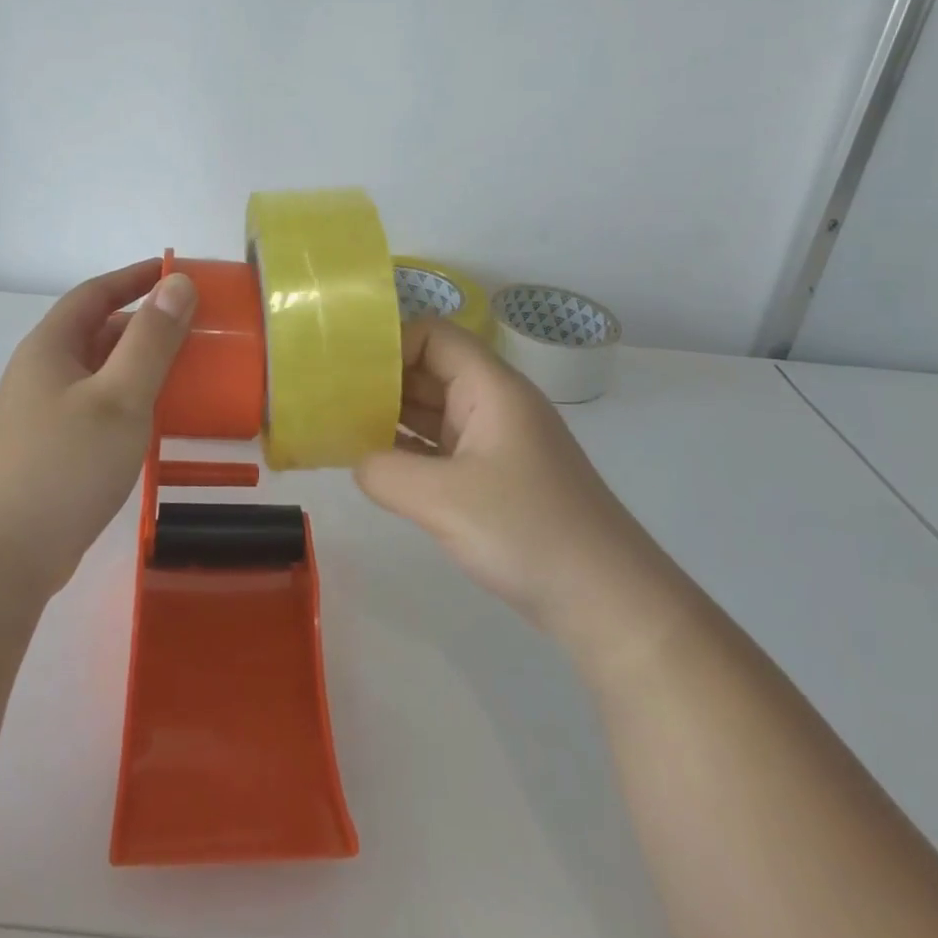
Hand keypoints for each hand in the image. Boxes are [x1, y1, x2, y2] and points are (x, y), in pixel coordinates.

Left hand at [0, 260, 196, 598]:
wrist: (0, 560)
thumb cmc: (63, 466)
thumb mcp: (120, 397)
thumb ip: (152, 339)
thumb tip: (178, 283)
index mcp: (51, 347)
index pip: (95, 293)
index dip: (135, 277)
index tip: (177, 273)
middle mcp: (43, 373)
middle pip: (98, 332)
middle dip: (145, 324)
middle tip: (195, 329)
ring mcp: (43, 415)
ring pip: (100, 373)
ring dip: (140, 366)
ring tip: (187, 372)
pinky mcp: (51, 451)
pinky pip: (98, 408)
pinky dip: (130, 401)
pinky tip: (156, 422)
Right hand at [354, 319, 643, 636]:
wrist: (608, 601)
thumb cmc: (529, 532)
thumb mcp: (444, 501)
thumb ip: (385, 473)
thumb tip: (359, 462)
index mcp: (491, 388)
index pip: (434, 336)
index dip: (389, 344)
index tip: (346, 371)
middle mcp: (494, 403)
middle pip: (430, 370)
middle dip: (381, 381)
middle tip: (329, 399)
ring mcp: (495, 441)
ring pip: (434, 410)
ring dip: (390, 416)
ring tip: (339, 428)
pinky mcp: (494, 476)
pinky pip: (442, 447)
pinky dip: (409, 450)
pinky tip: (375, 464)